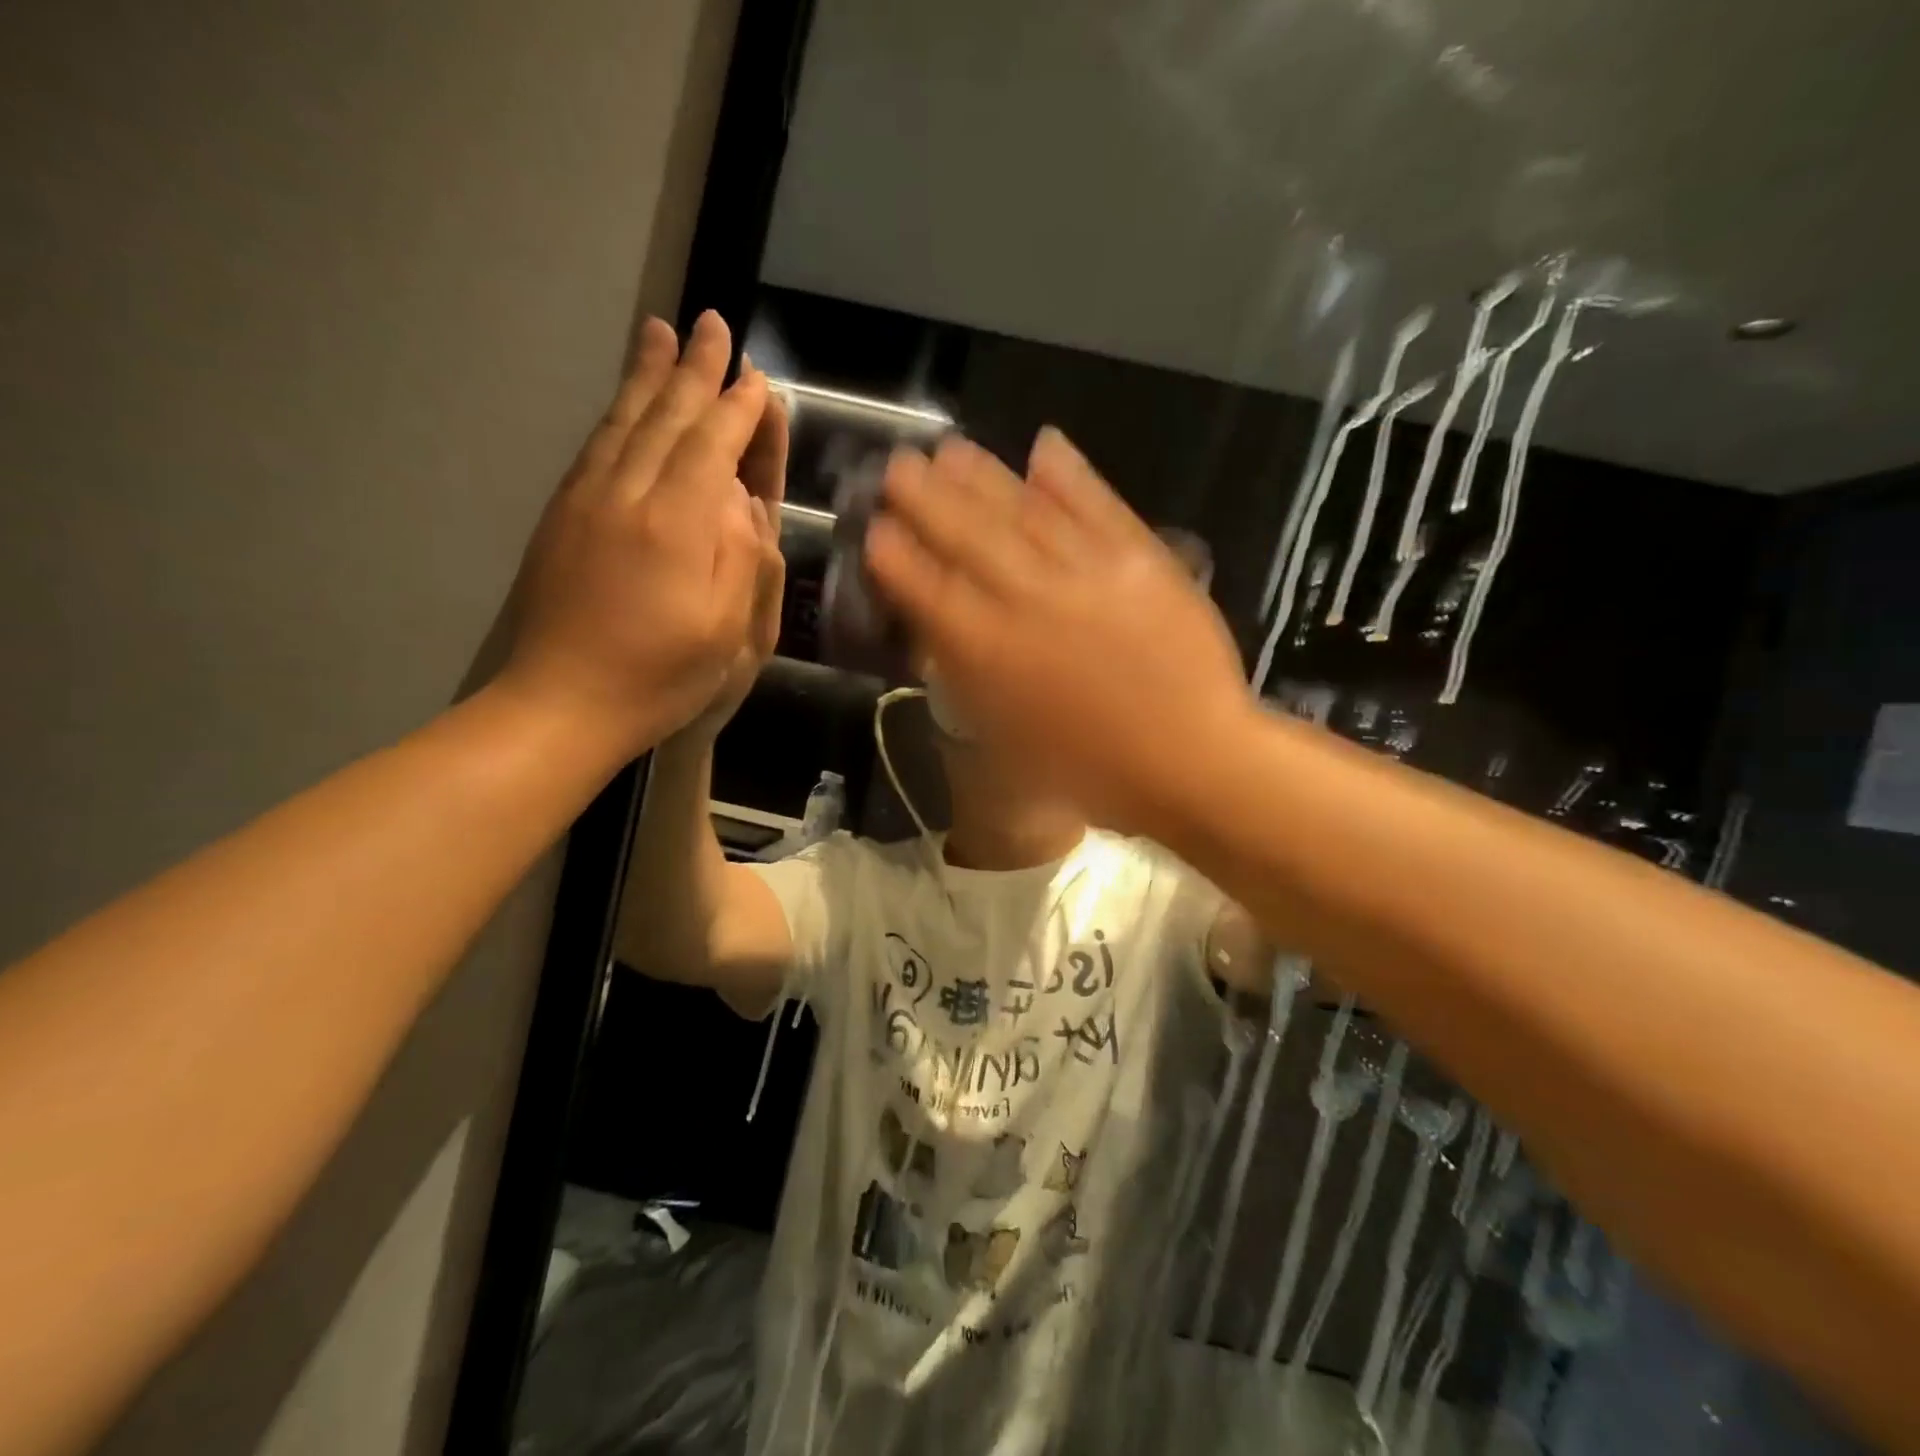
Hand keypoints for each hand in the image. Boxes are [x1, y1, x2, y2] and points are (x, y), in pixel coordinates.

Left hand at [494, 311, 781, 758]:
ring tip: (660, 331)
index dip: (739, 411)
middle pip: (667, 418)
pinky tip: (625, 398)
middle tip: (712, 323)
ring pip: (624, 420)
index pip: (714, 447)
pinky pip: (596, 445)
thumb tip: (744, 501)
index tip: (758, 379)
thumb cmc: (659, 676)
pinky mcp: (563, 514)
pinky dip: (617, 410)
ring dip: (648, 374)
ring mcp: (588, 500)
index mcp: (676, 525)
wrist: (561, 702)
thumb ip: (742, 558)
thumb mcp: (726, 632)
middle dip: (695, 370)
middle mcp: (629, 495)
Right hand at [864, 429, 1251, 835]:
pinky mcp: (1139, 557)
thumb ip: (968, 677)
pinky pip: (1095, 504)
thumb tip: (939, 630)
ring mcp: (1085, 571)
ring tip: (951, 448)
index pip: (928, 588)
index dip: (896, 555)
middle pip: (966, 536)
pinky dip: (1068, 473)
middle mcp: (1027, 599)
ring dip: (983, 476)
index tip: (876, 528)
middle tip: (900, 465)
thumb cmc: (1093, 771)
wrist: (1191, 760)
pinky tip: (1043, 445)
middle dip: (926, 498)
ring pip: (1023, 510)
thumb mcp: (1008, 738)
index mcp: (988, 652)